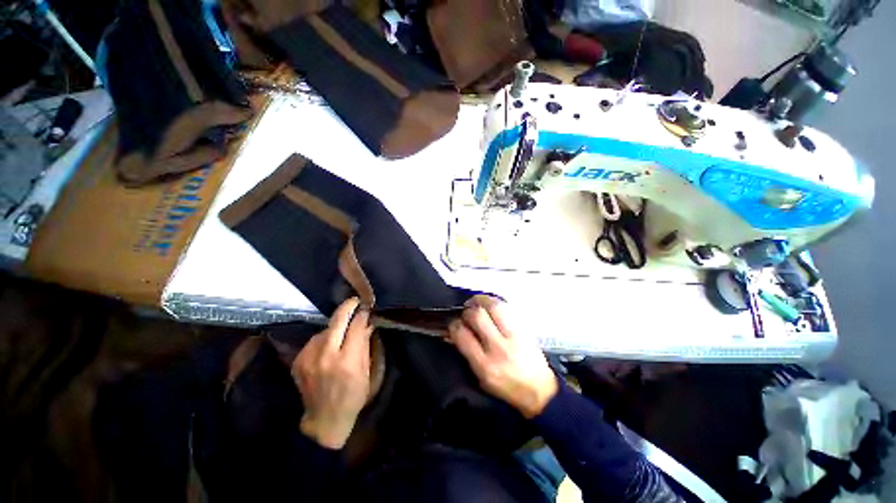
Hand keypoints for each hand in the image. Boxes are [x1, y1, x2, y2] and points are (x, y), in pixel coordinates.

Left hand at [293, 298, 372, 448]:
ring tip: (343, 333)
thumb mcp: (366, 371)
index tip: (366, 307)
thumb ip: (364, 344)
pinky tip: (330, 347)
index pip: (355, 326)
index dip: (362, 314)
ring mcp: (308, 358)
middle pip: (337, 320)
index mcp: (347, 361)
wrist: (324, 420)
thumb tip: (366, 322)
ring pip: (325, 329)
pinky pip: (315, 340)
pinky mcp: (298, 361)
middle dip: (347, 307)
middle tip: (355, 301)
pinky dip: (325, 338)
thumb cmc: (353, 396)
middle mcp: (325, 356)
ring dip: (336, 327)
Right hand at [448, 296, 557, 417]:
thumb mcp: (481, 378)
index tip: (453, 323)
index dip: (453, 324)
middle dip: (467, 310)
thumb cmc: (506, 388)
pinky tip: (490, 305)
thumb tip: (453, 333)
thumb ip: (467, 354)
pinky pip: (508, 307)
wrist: (540, 391)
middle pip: (477, 316)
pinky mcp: (525, 328)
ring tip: (476, 302)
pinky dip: (494, 302)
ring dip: (481, 300)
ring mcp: (514, 336)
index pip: (462, 334)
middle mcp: (499, 348)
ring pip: (494, 306)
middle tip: (465, 312)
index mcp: (485, 365)